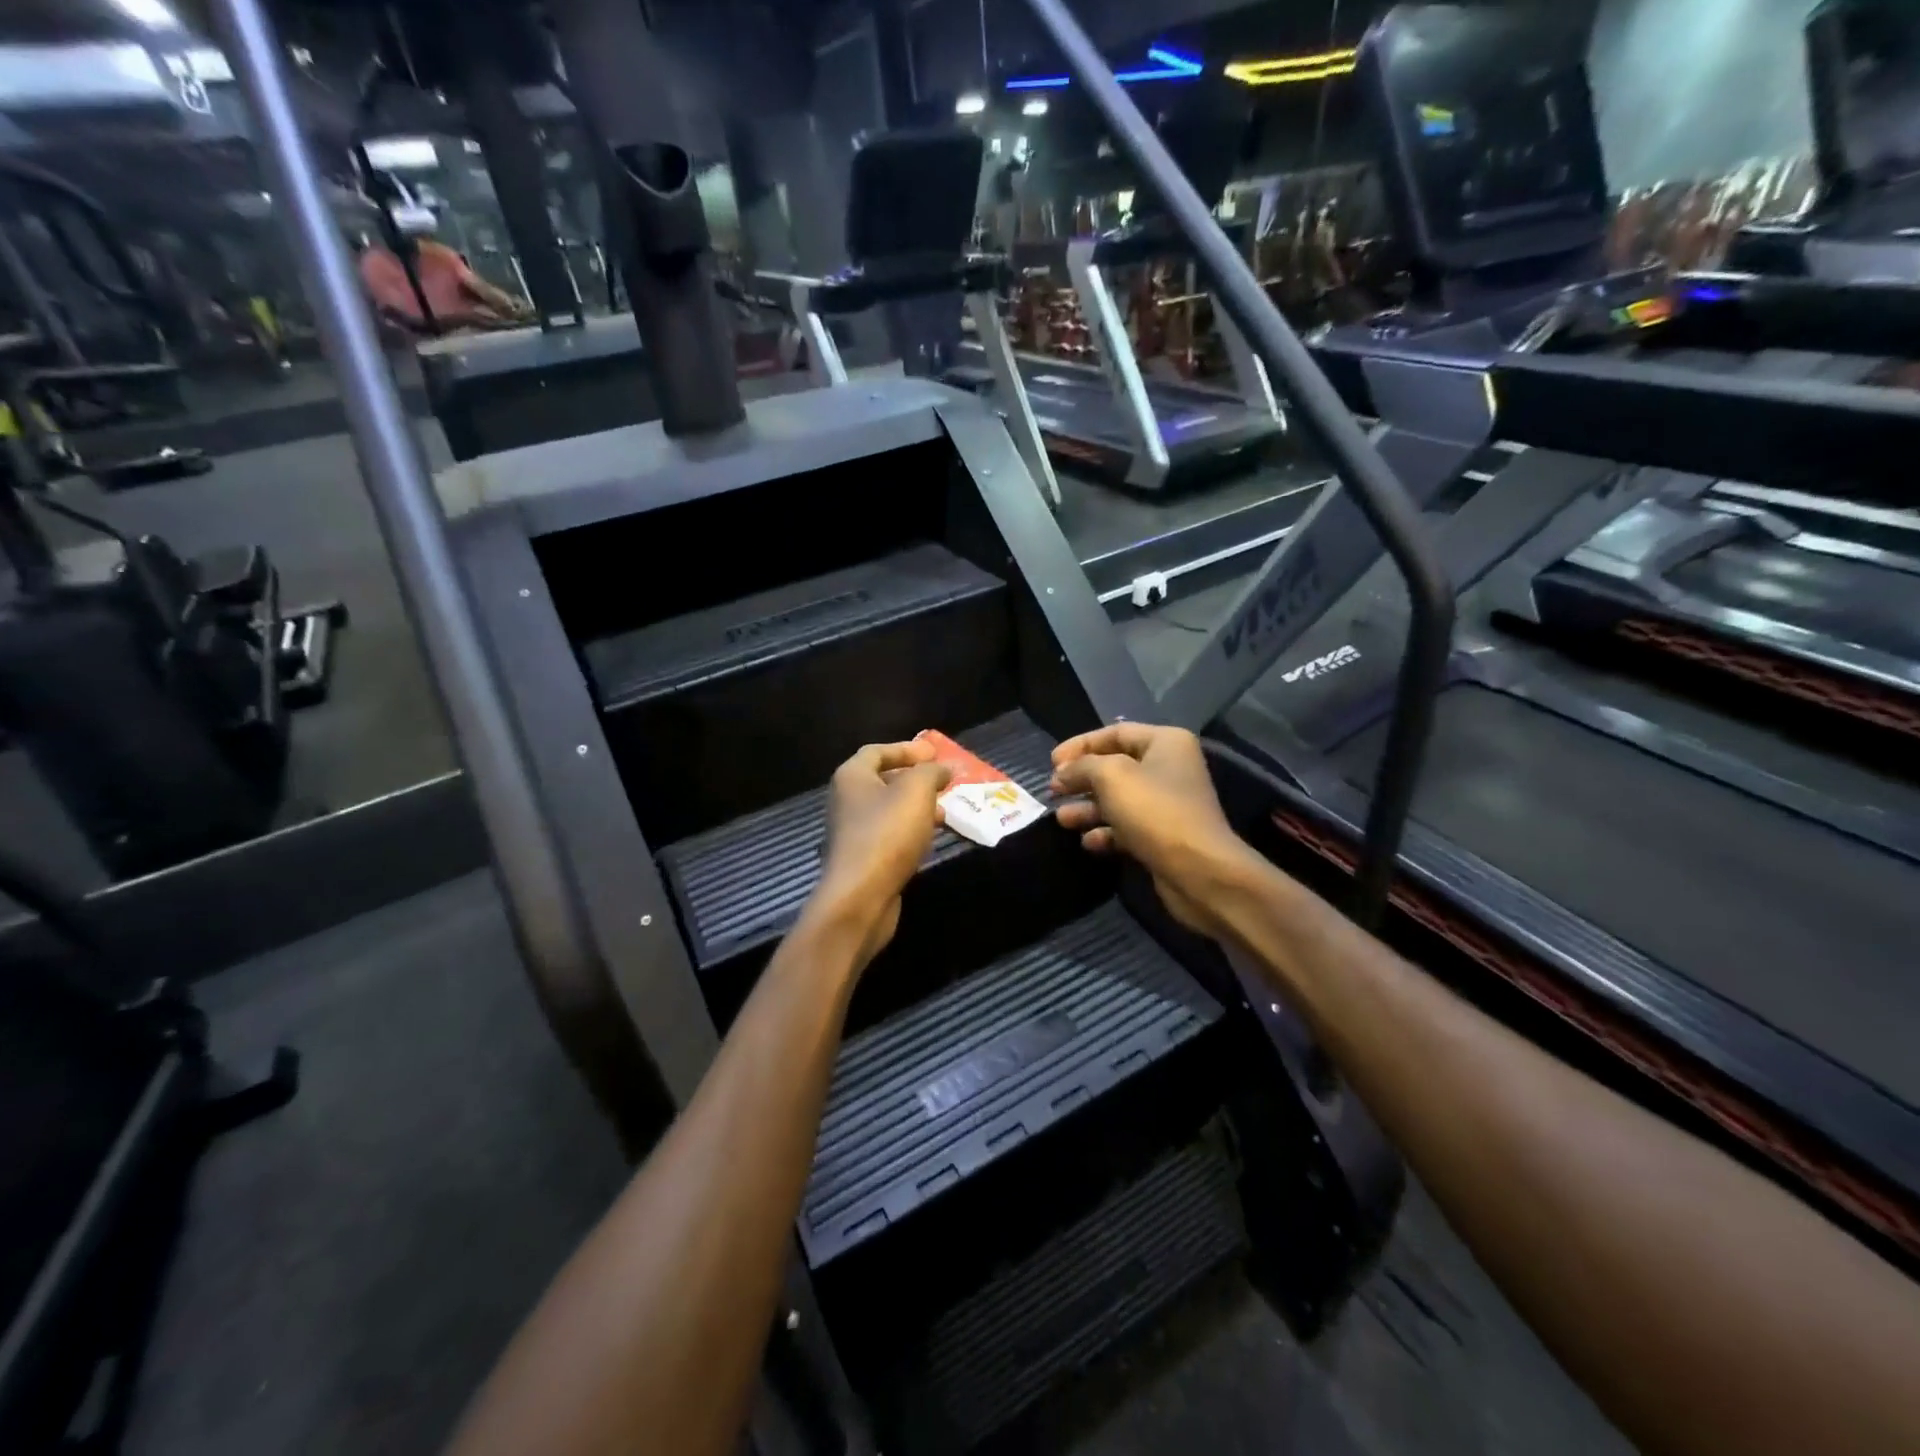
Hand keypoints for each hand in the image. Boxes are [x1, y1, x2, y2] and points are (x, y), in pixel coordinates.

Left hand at [812, 740, 952, 969]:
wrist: (860, 897)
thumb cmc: (887, 834)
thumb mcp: (916, 792)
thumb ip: (931, 772)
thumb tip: (942, 767)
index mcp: (852, 777)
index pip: (878, 751)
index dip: (907, 749)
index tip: (936, 753)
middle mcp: (846, 800)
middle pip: (883, 780)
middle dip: (916, 779)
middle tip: (945, 782)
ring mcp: (852, 831)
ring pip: (889, 809)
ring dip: (917, 806)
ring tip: (946, 810)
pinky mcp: (863, 858)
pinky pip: (890, 834)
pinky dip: (911, 829)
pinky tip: (931, 838)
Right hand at [1050, 723, 1254, 939]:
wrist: (1198, 870)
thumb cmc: (1155, 811)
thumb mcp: (1111, 776)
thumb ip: (1081, 767)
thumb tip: (1062, 773)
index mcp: (1165, 743)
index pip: (1115, 732)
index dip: (1080, 744)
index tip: (1051, 762)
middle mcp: (1169, 768)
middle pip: (1114, 766)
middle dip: (1081, 779)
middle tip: (1053, 790)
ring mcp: (1167, 804)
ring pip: (1117, 799)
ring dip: (1087, 808)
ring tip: (1061, 819)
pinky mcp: (1163, 836)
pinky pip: (1126, 827)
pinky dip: (1105, 831)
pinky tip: (1087, 841)